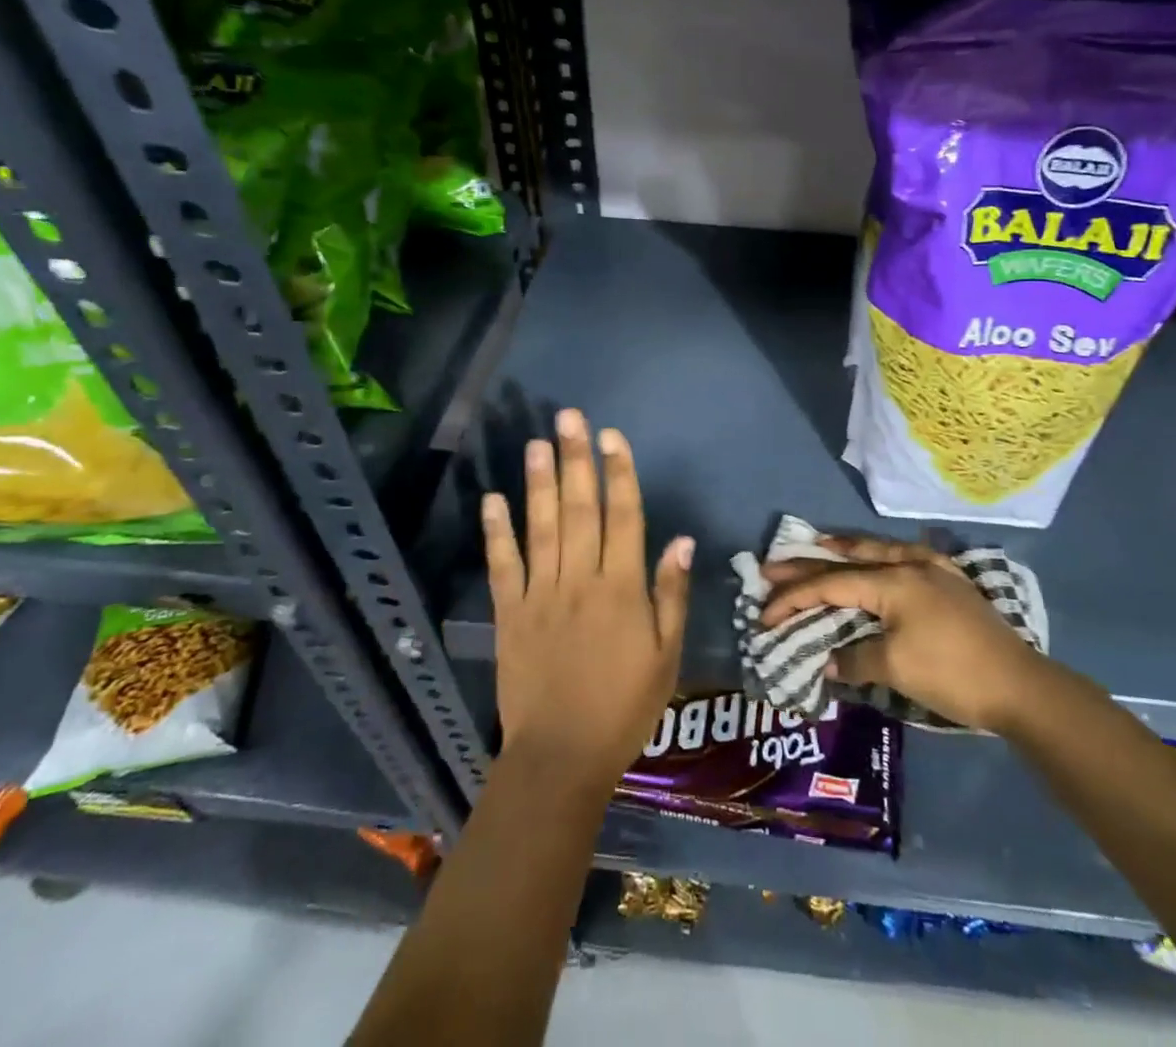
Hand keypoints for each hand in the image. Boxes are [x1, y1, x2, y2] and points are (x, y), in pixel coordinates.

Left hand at [483, 409, 692, 789]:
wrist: (561, 758)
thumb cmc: (624, 708)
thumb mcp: (666, 656)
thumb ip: (671, 595)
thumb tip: (682, 540)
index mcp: (621, 588)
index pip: (623, 516)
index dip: (619, 473)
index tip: (612, 436)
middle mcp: (580, 580)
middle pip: (579, 509)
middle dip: (576, 460)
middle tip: (569, 417)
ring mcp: (540, 594)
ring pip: (541, 527)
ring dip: (538, 482)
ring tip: (536, 442)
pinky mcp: (510, 613)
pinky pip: (503, 565)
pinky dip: (497, 531)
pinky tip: (494, 498)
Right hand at [761, 536, 1045, 732]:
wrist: (1019, 685)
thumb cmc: (952, 674)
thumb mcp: (896, 670)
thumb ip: (855, 659)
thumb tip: (828, 660)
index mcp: (892, 581)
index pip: (831, 585)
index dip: (794, 597)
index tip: (763, 613)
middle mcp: (910, 565)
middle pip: (850, 560)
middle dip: (809, 564)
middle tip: (773, 565)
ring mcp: (934, 571)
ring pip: (880, 551)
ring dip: (847, 550)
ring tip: (821, 543)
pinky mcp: (952, 583)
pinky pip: (909, 558)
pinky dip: (886, 556)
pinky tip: (886, 557)